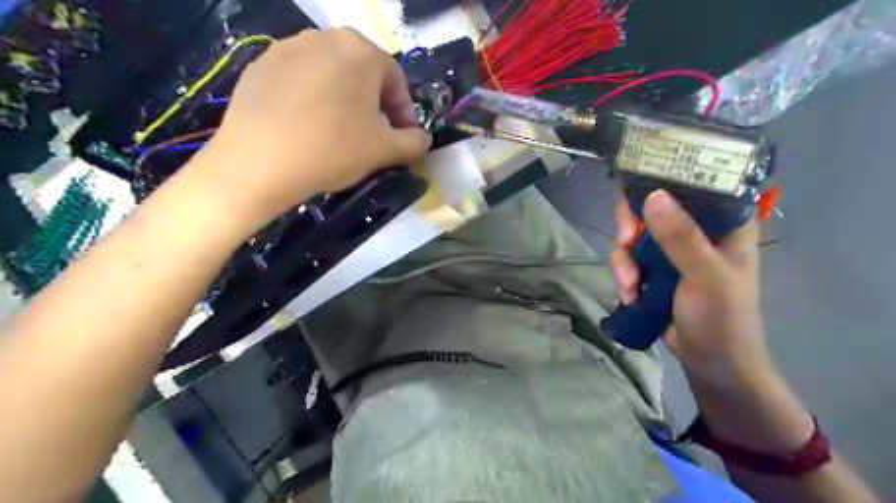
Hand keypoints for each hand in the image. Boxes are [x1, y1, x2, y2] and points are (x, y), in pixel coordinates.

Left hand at [194, 31, 431, 232]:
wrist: (259, 162)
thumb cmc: (333, 149)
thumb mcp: (385, 150)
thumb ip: (414, 142)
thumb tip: (423, 139)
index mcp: (360, 50)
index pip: (396, 79)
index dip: (404, 111)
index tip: (403, 138)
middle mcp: (323, 38)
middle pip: (362, 73)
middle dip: (375, 105)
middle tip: (374, 136)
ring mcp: (286, 48)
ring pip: (330, 75)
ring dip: (344, 101)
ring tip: (340, 133)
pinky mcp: (258, 66)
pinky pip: (299, 82)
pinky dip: (312, 101)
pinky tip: (307, 129)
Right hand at [614, 189, 773, 389]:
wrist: (709, 361)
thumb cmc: (723, 317)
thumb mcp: (706, 276)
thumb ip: (682, 238)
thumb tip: (652, 196)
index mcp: (723, 221)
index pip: (694, 181)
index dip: (664, 177)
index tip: (637, 186)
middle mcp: (695, 227)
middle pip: (652, 204)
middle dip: (631, 223)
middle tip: (625, 239)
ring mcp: (671, 248)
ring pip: (634, 232)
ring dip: (624, 257)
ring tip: (629, 283)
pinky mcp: (653, 266)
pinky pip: (627, 256)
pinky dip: (623, 272)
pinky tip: (629, 293)